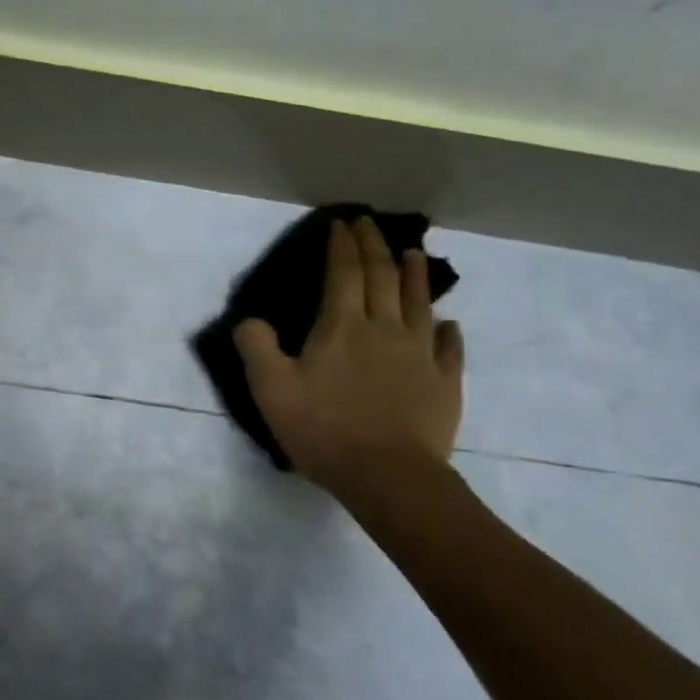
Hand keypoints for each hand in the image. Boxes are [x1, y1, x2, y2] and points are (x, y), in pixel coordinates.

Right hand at [233, 217, 463, 496]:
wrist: (389, 476)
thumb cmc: (324, 429)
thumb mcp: (270, 389)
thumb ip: (255, 347)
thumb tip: (249, 319)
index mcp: (342, 326)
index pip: (344, 272)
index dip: (342, 245)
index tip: (341, 223)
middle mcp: (385, 329)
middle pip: (383, 277)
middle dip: (374, 246)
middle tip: (369, 224)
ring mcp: (420, 355)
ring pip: (420, 303)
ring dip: (415, 275)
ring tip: (413, 253)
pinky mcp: (445, 383)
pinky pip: (449, 348)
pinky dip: (447, 330)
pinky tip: (447, 324)